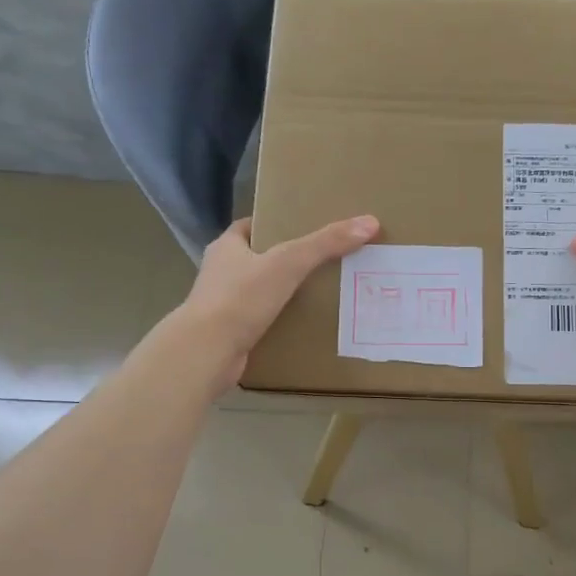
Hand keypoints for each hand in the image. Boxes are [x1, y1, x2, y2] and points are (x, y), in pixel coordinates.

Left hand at [177, 214, 380, 385]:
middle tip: (322, 261)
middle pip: (258, 259)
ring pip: (259, 292)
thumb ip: (326, 243)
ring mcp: (223, 306)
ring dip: (283, 294)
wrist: (206, 353)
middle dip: (286, 260)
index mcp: (227, 248)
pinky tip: (304, 326)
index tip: (305, 228)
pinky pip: (260, 322)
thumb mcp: (288, 263)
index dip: (276, 224)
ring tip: (320, 293)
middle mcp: (221, 273)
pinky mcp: (230, 334)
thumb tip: (369, 223)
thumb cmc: (241, 298)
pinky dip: (279, 322)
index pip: (251, 227)